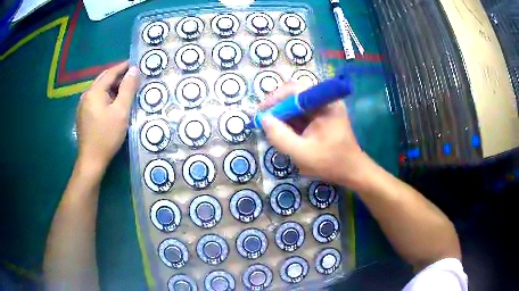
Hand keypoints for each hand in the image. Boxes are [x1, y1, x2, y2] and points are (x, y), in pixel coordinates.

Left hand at [76, 61, 139, 170]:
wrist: (91, 160)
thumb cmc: (107, 136)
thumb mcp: (121, 112)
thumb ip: (128, 89)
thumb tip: (134, 70)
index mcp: (94, 92)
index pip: (110, 72)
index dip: (123, 66)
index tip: (135, 63)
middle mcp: (86, 95)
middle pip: (103, 79)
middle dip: (117, 75)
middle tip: (131, 77)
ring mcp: (82, 105)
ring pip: (99, 89)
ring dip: (111, 86)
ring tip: (124, 89)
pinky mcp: (82, 114)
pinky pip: (95, 98)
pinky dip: (105, 95)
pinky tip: (111, 103)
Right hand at [259, 82, 373, 189]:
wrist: (352, 171)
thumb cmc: (331, 162)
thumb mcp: (302, 153)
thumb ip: (280, 136)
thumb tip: (264, 119)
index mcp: (325, 104)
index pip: (296, 89)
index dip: (276, 97)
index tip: (262, 111)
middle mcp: (326, 101)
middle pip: (295, 96)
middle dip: (278, 108)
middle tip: (265, 122)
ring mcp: (325, 109)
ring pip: (297, 106)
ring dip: (284, 116)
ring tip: (273, 131)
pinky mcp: (323, 117)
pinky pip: (302, 114)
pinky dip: (291, 123)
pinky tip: (286, 134)